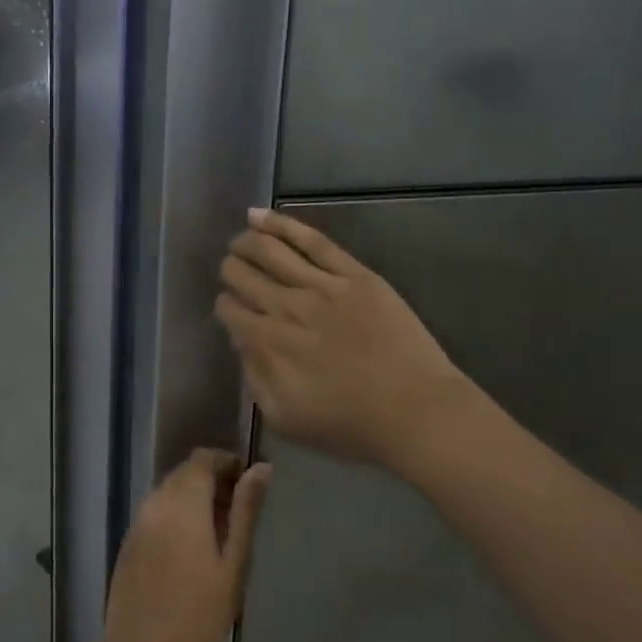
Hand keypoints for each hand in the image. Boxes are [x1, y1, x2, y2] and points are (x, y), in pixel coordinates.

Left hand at [95, 449, 270, 641]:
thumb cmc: (199, 618)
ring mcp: (135, 528)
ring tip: (222, 536)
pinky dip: (175, 520)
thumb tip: (261, 468)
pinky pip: (154, 518)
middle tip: (241, 513)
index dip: (226, 463)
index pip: (201, 459)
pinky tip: (192, 555)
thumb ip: (246, 511)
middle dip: (212, 482)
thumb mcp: (233, 564)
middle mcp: (152, 506)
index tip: (250, 484)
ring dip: (193, 502)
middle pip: (182, 475)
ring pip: (167, 496)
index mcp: (180, 504)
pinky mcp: (126, 550)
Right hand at [215, 209, 481, 473]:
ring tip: (240, 240)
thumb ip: (255, 377)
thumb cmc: (350, 424)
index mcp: (267, 342)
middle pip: (242, 274)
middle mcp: (286, 306)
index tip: (232, 310)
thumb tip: (243, 343)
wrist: (415, 411)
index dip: (225, 306)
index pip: (230, 309)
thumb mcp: (284, 418)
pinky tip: (260, 216)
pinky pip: (313, 241)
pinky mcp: (354, 274)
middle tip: (233, 272)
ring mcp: (322, 285)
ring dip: (246, 242)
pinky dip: (282, 224)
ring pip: (270, 250)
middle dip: (231, 271)